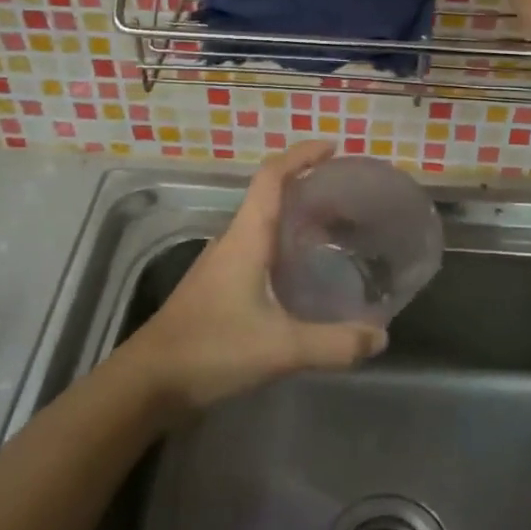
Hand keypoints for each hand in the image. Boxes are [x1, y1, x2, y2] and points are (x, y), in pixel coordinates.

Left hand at [112, 141, 387, 413]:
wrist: (149, 381)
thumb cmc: (211, 349)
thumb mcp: (280, 348)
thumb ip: (334, 344)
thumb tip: (381, 336)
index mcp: (246, 237)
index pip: (272, 177)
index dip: (301, 155)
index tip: (333, 148)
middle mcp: (233, 241)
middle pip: (271, 197)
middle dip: (309, 189)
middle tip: (350, 200)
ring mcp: (222, 264)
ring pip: (265, 226)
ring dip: (298, 220)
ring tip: (337, 234)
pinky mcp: (219, 287)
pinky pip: (259, 251)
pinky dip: (286, 249)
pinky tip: (305, 276)